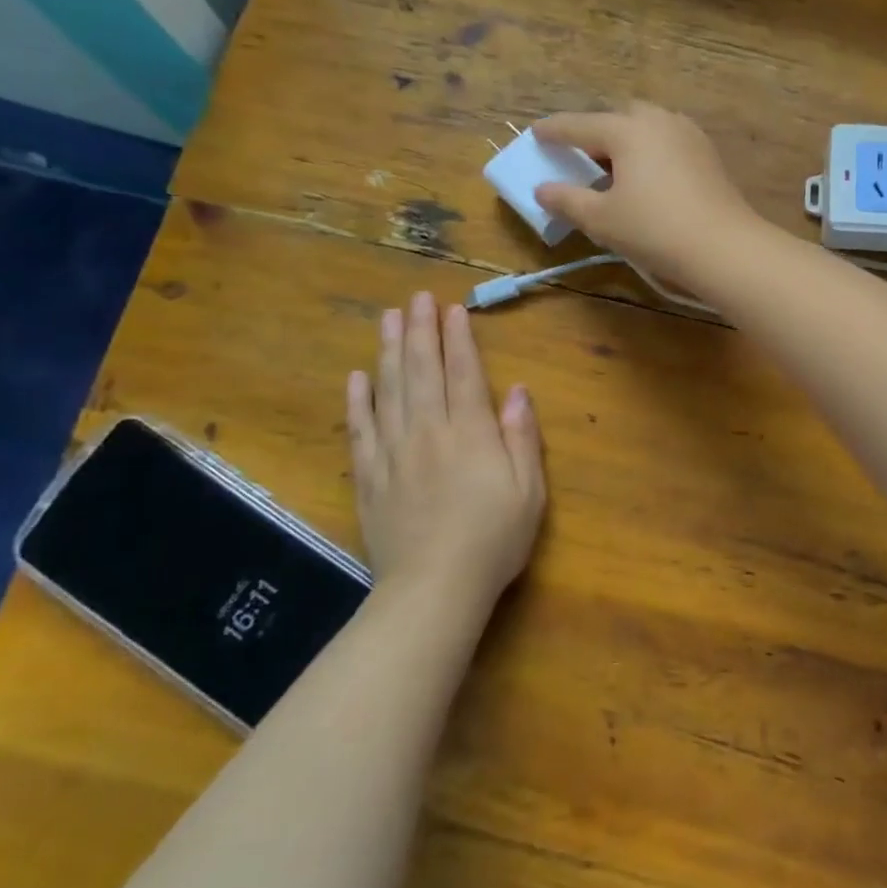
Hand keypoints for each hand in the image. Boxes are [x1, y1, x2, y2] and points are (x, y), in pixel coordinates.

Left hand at [345, 293, 545, 614]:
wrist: (433, 589)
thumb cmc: (493, 540)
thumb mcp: (529, 490)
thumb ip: (522, 436)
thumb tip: (517, 390)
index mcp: (470, 434)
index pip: (462, 374)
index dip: (458, 339)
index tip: (453, 310)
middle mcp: (428, 433)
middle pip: (421, 372)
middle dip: (420, 331)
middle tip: (415, 298)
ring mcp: (393, 454)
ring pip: (388, 391)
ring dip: (389, 352)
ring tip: (388, 319)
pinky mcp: (370, 478)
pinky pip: (360, 431)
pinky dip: (358, 401)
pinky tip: (357, 378)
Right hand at [533, 103, 763, 284]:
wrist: (724, 247)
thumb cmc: (655, 230)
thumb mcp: (602, 220)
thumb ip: (567, 200)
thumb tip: (543, 189)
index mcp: (627, 129)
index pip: (579, 124)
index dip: (554, 131)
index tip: (536, 134)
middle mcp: (658, 121)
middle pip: (617, 117)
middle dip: (595, 132)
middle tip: (580, 155)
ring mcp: (688, 134)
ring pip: (647, 127)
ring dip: (626, 140)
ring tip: (614, 168)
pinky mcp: (708, 154)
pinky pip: (668, 142)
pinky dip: (650, 151)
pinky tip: (648, 178)